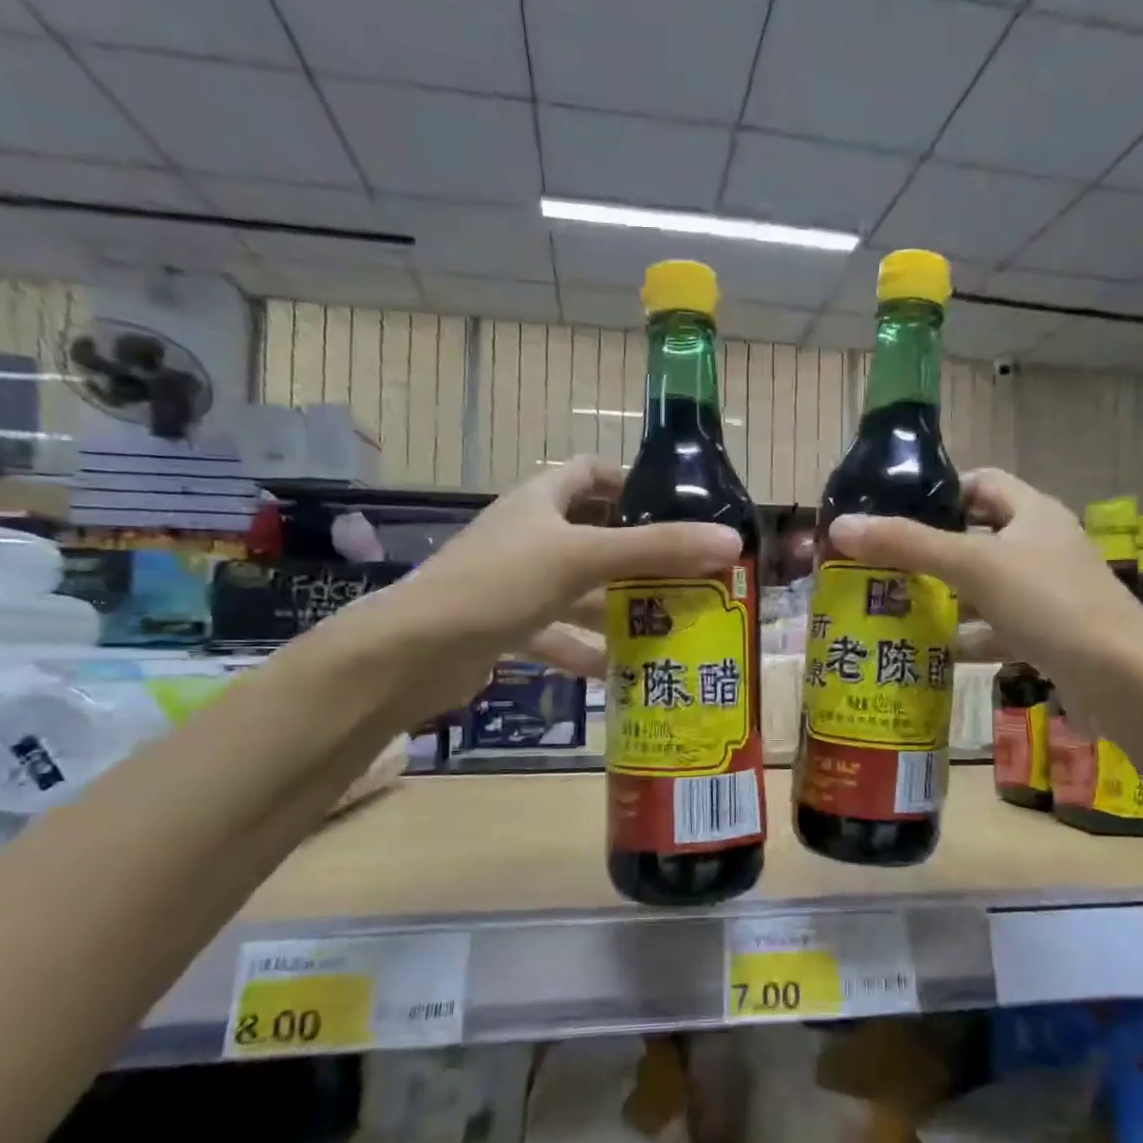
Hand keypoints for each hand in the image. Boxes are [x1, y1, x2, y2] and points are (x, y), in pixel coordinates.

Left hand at [351, 458, 740, 710]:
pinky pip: (557, 633)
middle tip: (689, 577)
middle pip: (594, 535)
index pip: (591, 473)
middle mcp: (528, 536)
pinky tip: (619, 670)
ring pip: (579, 591)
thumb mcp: (583, 558)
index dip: (631, 483)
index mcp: (541, 501)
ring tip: (670, 627)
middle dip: (639, 557)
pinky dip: (585, 649)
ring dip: (618, 608)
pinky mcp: (505, 627)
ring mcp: (514, 583)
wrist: (411, 654)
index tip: (675, 508)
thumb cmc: (498, 584)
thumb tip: (731, 541)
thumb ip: (656, 550)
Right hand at [828, 468, 1142, 678]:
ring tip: (897, 607)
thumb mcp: (973, 565)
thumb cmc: (1049, 602)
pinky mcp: (1052, 635)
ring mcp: (1049, 593)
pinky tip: (938, 652)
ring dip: (949, 597)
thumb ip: (907, 544)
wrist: (1123, 679)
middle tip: (884, 564)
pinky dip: (972, 638)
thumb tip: (840, 526)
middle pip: (979, 536)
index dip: (940, 490)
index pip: (981, 483)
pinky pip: (1001, 629)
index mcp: (1032, 513)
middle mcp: (1042, 546)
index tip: (896, 509)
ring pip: (987, 586)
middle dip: (933, 550)